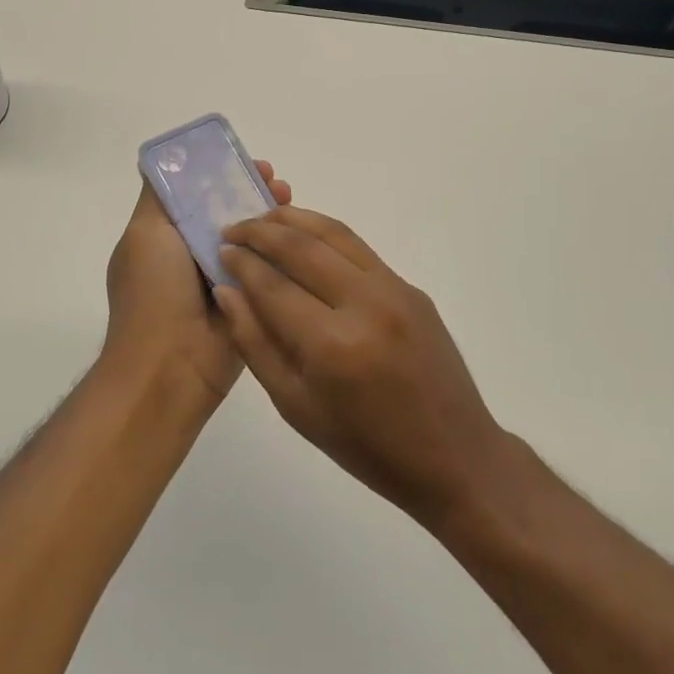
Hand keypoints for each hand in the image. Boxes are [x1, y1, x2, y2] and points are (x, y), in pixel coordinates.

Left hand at [101, 161, 291, 403]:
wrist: (171, 366)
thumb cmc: (153, 293)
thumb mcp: (145, 233)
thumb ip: (158, 196)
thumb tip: (166, 159)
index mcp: (165, 238)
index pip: (196, 195)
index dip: (218, 175)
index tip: (243, 162)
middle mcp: (193, 256)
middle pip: (227, 214)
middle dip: (251, 193)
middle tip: (277, 182)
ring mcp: (223, 281)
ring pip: (251, 240)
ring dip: (270, 218)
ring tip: (289, 199)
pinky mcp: (250, 303)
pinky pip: (268, 270)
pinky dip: (282, 251)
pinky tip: (299, 235)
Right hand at [216, 208, 507, 525]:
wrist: (453, 455)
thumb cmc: (365, 446)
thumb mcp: (296, 407)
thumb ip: (256, 344)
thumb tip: (228, 291)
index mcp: (331, 345)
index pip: (272, 285)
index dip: (241, 263)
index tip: (220, 251)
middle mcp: (364, 304)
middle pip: (301, 247)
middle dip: (260, 231)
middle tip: (233, 228)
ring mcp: (393, 290)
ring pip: (333, 234)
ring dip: (293, 219)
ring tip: (264, 218)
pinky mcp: (411, 287)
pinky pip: (359, 249)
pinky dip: (325, 234)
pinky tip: (306, 238)